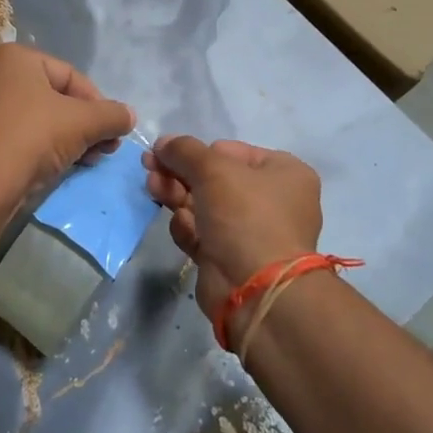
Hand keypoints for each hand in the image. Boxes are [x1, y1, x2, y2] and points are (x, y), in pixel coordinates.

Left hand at [0, 44, 134, 209]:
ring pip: (24, 118)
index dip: (97, 104)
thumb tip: (128, 116)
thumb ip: (111, 115)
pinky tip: (39, 171)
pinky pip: (1, 137)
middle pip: (46, 97)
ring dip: (55, 138)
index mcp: (12, 56)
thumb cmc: (31, 138)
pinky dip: (24, 149)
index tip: (112, 133)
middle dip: (78, 124)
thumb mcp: (82, 123)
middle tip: (97, 151)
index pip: (69, 76)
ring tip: (74, 163)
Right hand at [143, 136, 322, 319]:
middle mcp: (272, 201)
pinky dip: (188, 228)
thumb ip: (184, 151)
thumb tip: (163, 142)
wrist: (255, 290)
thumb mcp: (213, 170)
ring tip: (154, 190)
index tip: (167, 152)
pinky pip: (203, 234)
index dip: (198, 152)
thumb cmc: (244, 216)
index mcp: (283, 173)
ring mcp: (251, 232)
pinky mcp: (231, 258)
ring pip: (204, 206)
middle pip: (214, 179)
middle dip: (179, 173)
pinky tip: (182, 227)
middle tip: (148, 168)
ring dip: (177, 196)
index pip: (231, 151)